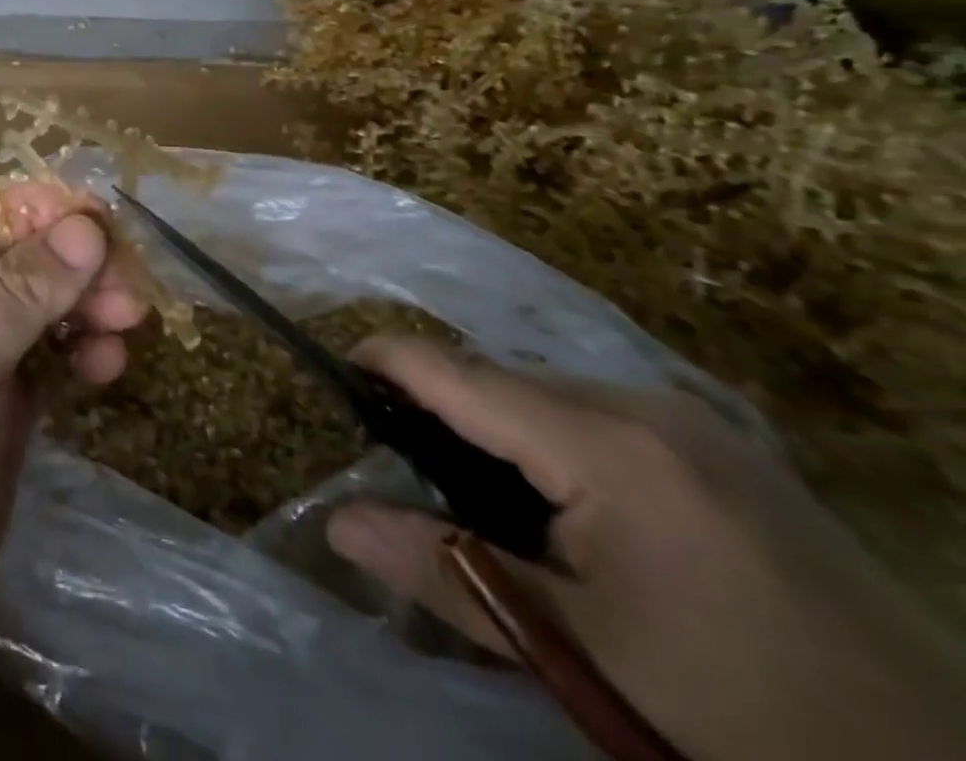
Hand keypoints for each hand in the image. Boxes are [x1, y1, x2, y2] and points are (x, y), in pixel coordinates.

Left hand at [0, 184, 142, 759]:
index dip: (39, 207)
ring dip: (87, 305)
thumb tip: (88, 226)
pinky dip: (82, 352)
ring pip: (43, 305)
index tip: (98, 226)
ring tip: (127, 325)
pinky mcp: (3, 407)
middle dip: (76, 263)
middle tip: (128, 290)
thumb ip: (21, 290)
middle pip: (22, 256)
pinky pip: (51, 357)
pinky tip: (107, 368)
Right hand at [328, 340, 965, 760]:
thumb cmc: (741, 714)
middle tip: (411, 470)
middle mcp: (645, 402)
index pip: (455, 370)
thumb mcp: (580, 651)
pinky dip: (556, 438)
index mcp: (605, 443)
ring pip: (550, 392)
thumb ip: (446, 573)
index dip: (385, 360)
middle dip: (443, 407)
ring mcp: (695, 418)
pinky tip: (570, 506)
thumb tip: (337, 523)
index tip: (335, 374)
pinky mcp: (726, 443)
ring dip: (501, 426)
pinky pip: (602, 412)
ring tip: (485, 495)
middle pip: (501, 378)